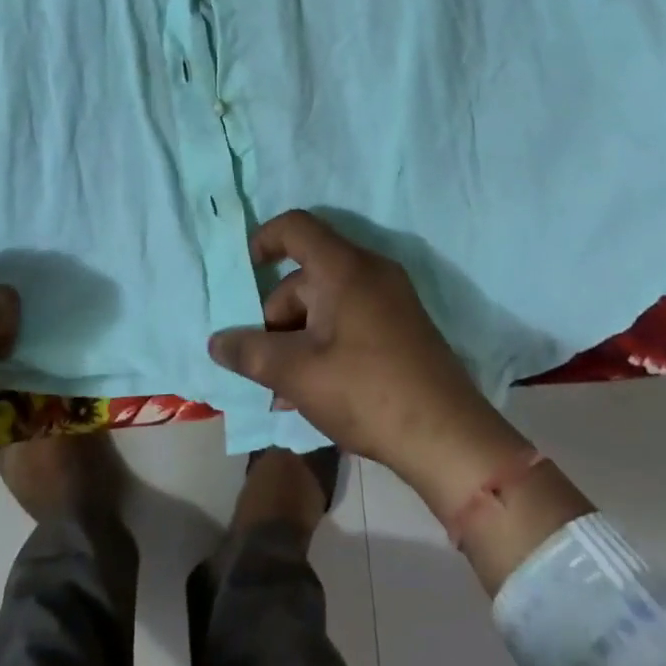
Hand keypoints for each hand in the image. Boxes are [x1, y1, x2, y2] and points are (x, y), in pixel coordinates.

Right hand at [207, 211, 532, 511]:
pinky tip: (312, 391)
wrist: (449, 438)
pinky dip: (324, 344)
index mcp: (345, 268)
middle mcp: (370, 272)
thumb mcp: (297, 374)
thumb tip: (216, 342)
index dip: (263, 240)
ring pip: (326, 304)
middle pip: (306, 276)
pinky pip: (349, 320)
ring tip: (283, 391)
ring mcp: (390, 300)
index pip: (296, 227)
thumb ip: (250, 352)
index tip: (244, 271)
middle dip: (276, 317)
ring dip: (297, 339)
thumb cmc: (366, 392)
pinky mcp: (401, 327)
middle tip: (262, 364)